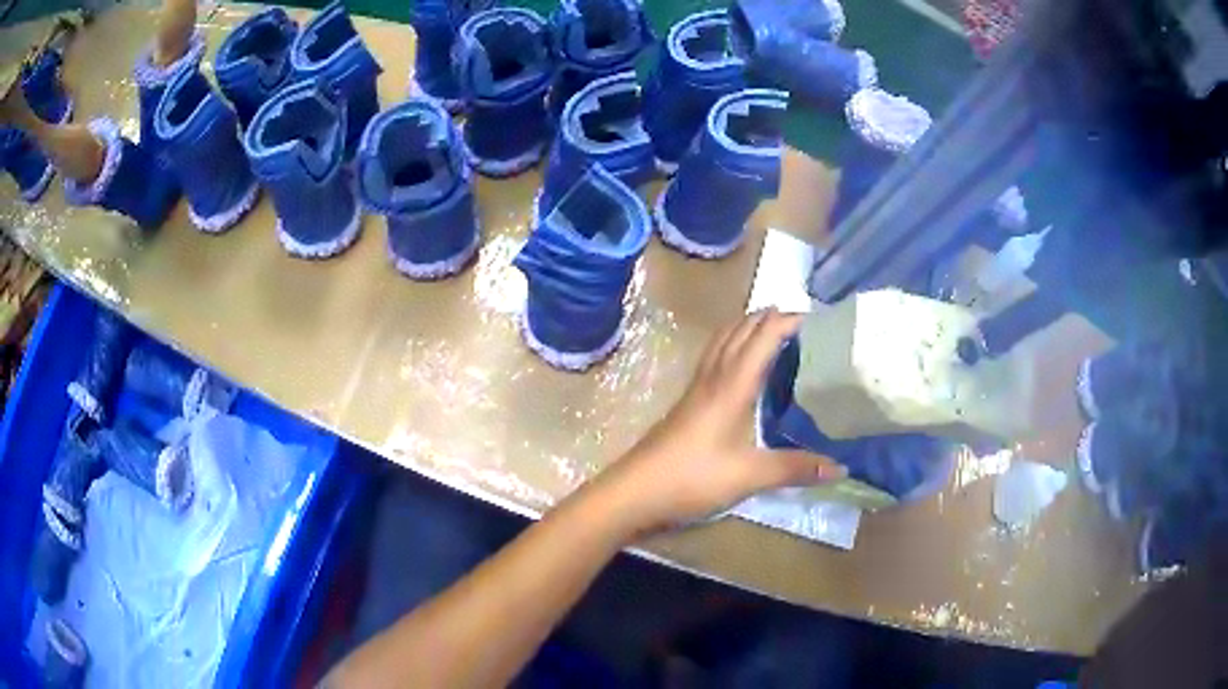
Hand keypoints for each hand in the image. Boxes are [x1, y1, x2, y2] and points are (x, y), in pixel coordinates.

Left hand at [593, 309, 846, 536]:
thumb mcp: (750, 475)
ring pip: (722, 342)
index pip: (763, 337)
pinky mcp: (687, 404)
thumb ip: (795, 469)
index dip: (787, 321)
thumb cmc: (693, 477)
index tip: (818, 319)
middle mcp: (713, 378)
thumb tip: (842, 468)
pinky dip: (732, 348)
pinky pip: (713, 360)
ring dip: (746, 328)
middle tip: (800, 321)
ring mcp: (696, 390)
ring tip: (771, 330)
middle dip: (768, 318)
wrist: (635, 491)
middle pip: (740, 332)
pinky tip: (738, 367)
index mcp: (732, 385)